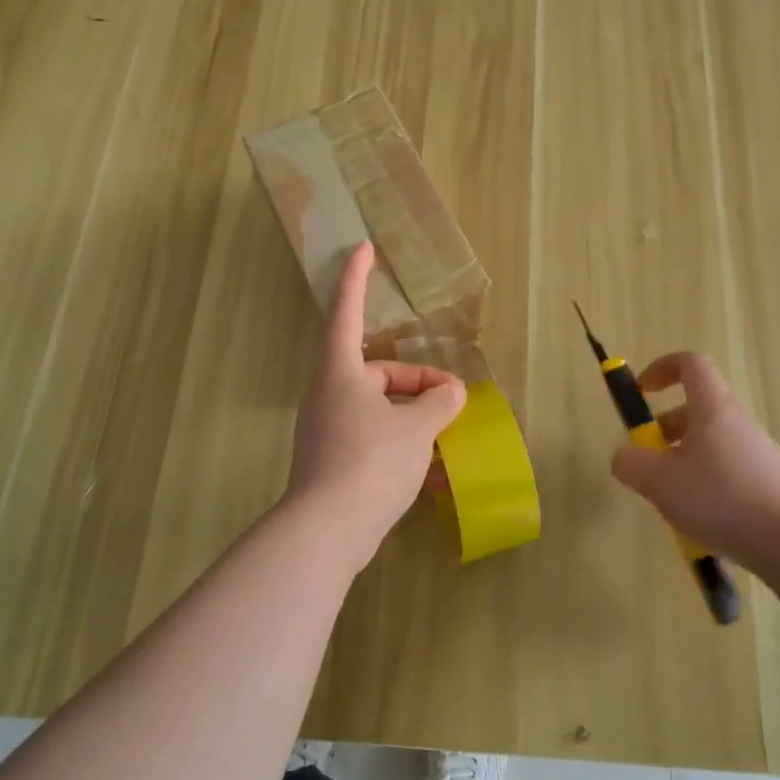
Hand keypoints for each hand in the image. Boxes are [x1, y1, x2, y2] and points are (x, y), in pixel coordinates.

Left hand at [285, 241, 467, 572]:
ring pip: (377, 406)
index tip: (363, 247)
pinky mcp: (333, 461)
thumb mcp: (417, 427)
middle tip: (453, 395)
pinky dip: (400, 440)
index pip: (347, 310)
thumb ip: (439, 403)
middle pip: (376, 370)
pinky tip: (429, 467)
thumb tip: (451, 392)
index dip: (356, 277)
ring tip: (446, 432)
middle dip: (417, 378)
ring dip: (412, 413)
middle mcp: (329, 394)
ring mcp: (328, 429)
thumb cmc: (370, 461)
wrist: (327, 532)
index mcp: (340, 371)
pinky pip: (373, 436)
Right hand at [609, 352, 779, 581]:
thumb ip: (631, 463)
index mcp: (713, 409)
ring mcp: (759, 453)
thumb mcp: (659, 482)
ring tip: (672, 500)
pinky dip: (707, 485)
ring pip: (712, 442)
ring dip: (685, 460)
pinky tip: (702, 522)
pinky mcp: (771, 484)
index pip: (691, 364)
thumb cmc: (721, 500)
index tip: (642, 391)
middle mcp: (738, 423)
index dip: (662, 368)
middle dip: (666, 428)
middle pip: (698, 408)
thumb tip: (624, 456)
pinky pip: (729, 471)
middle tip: (649, 460)